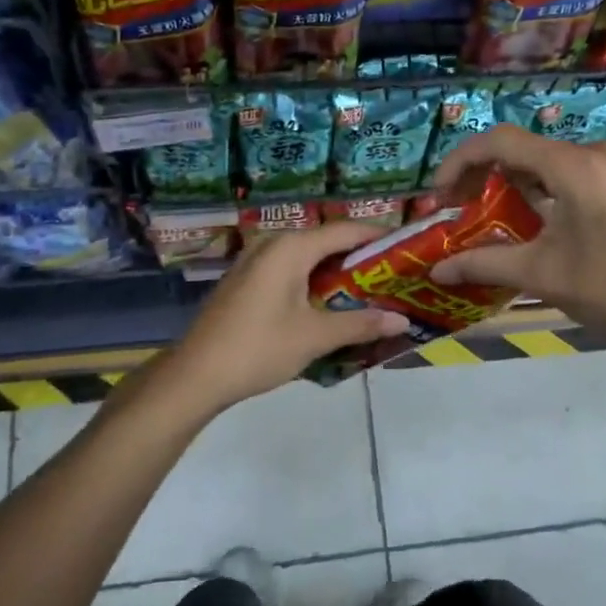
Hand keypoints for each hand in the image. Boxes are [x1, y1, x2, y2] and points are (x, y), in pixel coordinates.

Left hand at [153, 220, 410, 413]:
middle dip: (360, 258)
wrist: (196, 375)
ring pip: (307, 258)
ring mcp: (255, 261)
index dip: (379, 237)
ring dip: (337, 273)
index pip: (346, 230)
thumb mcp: (315, 337)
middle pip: (327, 241)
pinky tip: (330, 305)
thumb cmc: (259, 348)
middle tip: (394, 276)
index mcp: (291, 247)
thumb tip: (402, 320)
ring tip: (370, 292)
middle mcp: (272, 243)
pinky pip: (289, 270)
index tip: (409, 248)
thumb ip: (360, 324)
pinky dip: (313, 281)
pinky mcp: (246, 280)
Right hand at [430, 125, 605, 360]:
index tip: (440, 195)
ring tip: (500, 218)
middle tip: (463, 208)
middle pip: (529, 149)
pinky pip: (584, 173)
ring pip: (556, 162)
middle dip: (488, 175)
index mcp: (576, 166)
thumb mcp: (543, 276)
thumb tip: (436, 271)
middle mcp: (602, 153)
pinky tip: (547, 222)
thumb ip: (484, 263)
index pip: (501, 142)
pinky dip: (553, 189)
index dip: (461, 162)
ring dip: (520, 183)